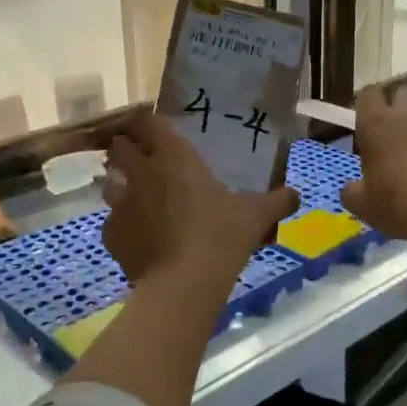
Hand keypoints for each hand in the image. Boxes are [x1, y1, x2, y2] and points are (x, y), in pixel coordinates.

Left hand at [102, 113, 298, 289]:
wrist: (183, 284)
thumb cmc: (221, 236)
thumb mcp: (256, 216)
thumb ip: (277, 201)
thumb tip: (296, 195)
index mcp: (174, 156)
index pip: (146, 121)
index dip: (145, 122)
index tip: (153, 130)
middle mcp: (141, 171)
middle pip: (118, 147)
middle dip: (126, 151)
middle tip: (145, 163)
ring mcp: (120, 203)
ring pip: (110, 183)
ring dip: (121, 186)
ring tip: (140, 201)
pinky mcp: (110, 234)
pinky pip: (112, 223)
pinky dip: (123, 227)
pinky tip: (140, 240)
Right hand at [342, 84, 406, 240]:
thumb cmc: (401, 205)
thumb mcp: (365, 207)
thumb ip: (353, 193)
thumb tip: (351, 189)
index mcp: (377, 125)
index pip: (368, 95)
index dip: (370, 104)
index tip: (370, 121)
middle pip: (404, 91)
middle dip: (402, 106)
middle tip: (401, 133)